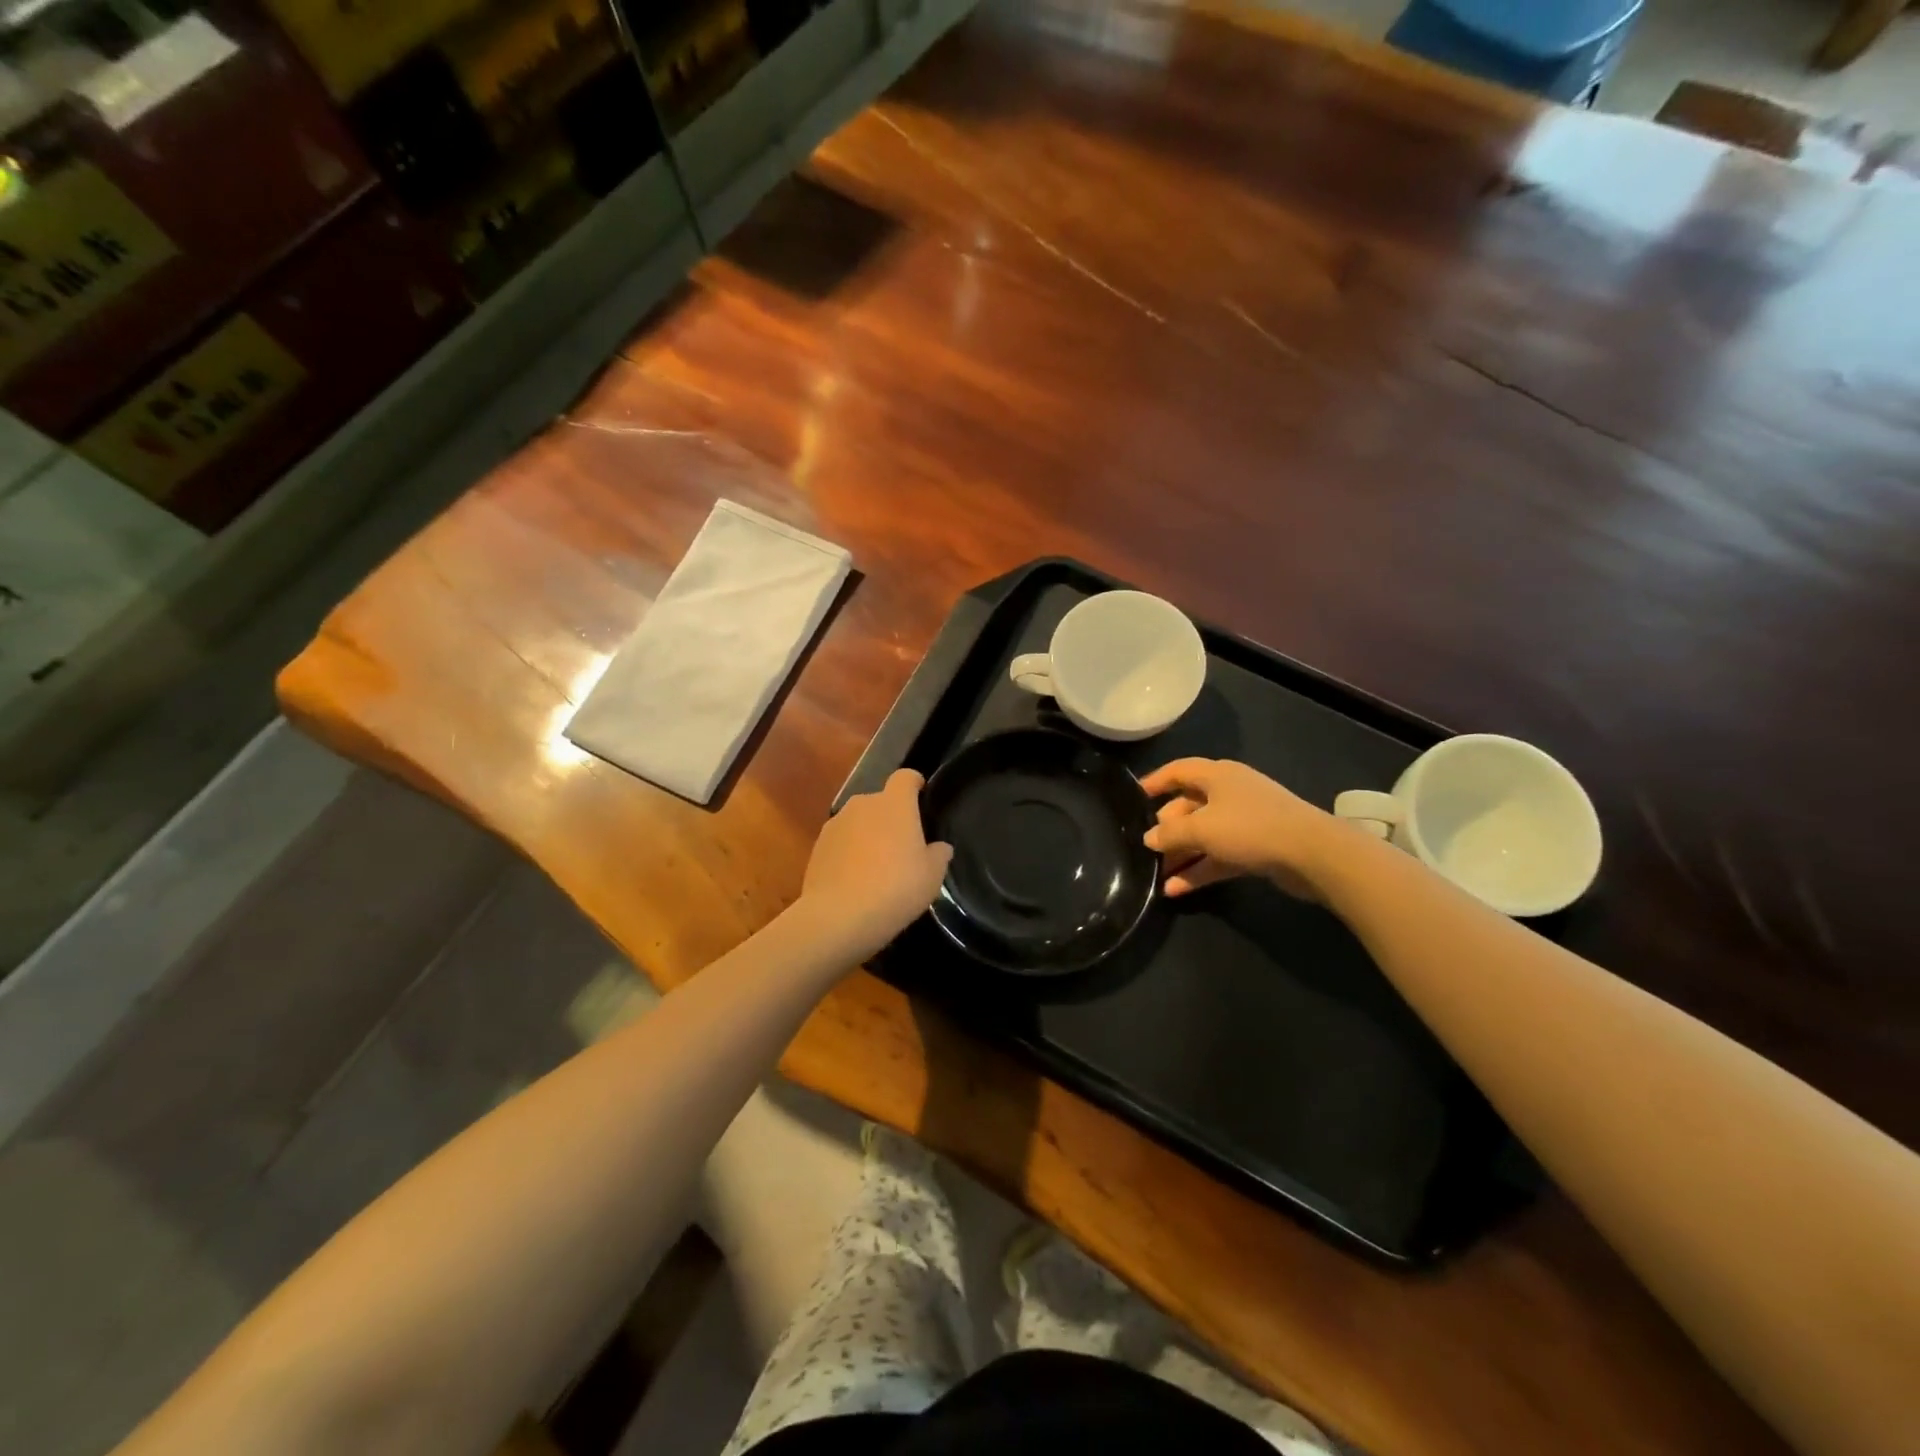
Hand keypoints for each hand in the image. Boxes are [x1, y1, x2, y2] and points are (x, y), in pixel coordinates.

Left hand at [798, 769, 952, 960]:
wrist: (837, 916)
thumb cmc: (895, 888)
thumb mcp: (931, 877)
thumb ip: (939, 855)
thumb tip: (940, 847)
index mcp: (894, 804)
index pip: (905, 777)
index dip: (914, 784)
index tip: (921, 795)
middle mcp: (862, 804)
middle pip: (881, 801)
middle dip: (891, 817)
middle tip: (903, 846)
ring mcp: (835, 824)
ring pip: (858, 821)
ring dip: (868, 835)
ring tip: (877, 867)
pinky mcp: (817, 847)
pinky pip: (841, 842)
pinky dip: (849, 853)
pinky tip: (855, 880)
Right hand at [1141, 758, 1335, 899]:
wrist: (1313, 854)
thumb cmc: (1250, 828)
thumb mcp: (1201, 829)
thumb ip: (1170, 833)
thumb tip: (1149, 838)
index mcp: (1217, 775)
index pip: (1178, 770)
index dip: (1154, 781)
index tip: (1133, 797)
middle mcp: (1230, 793)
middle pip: (1189, 806)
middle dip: (1166, 828)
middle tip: (1145, 847)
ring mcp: (1245, 821)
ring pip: (1204, 835)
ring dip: (1181, 854)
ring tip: (1155, 875)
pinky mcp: (1256, 848)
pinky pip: (1219, 856)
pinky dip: (1199, 870)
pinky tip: (1176, 890)